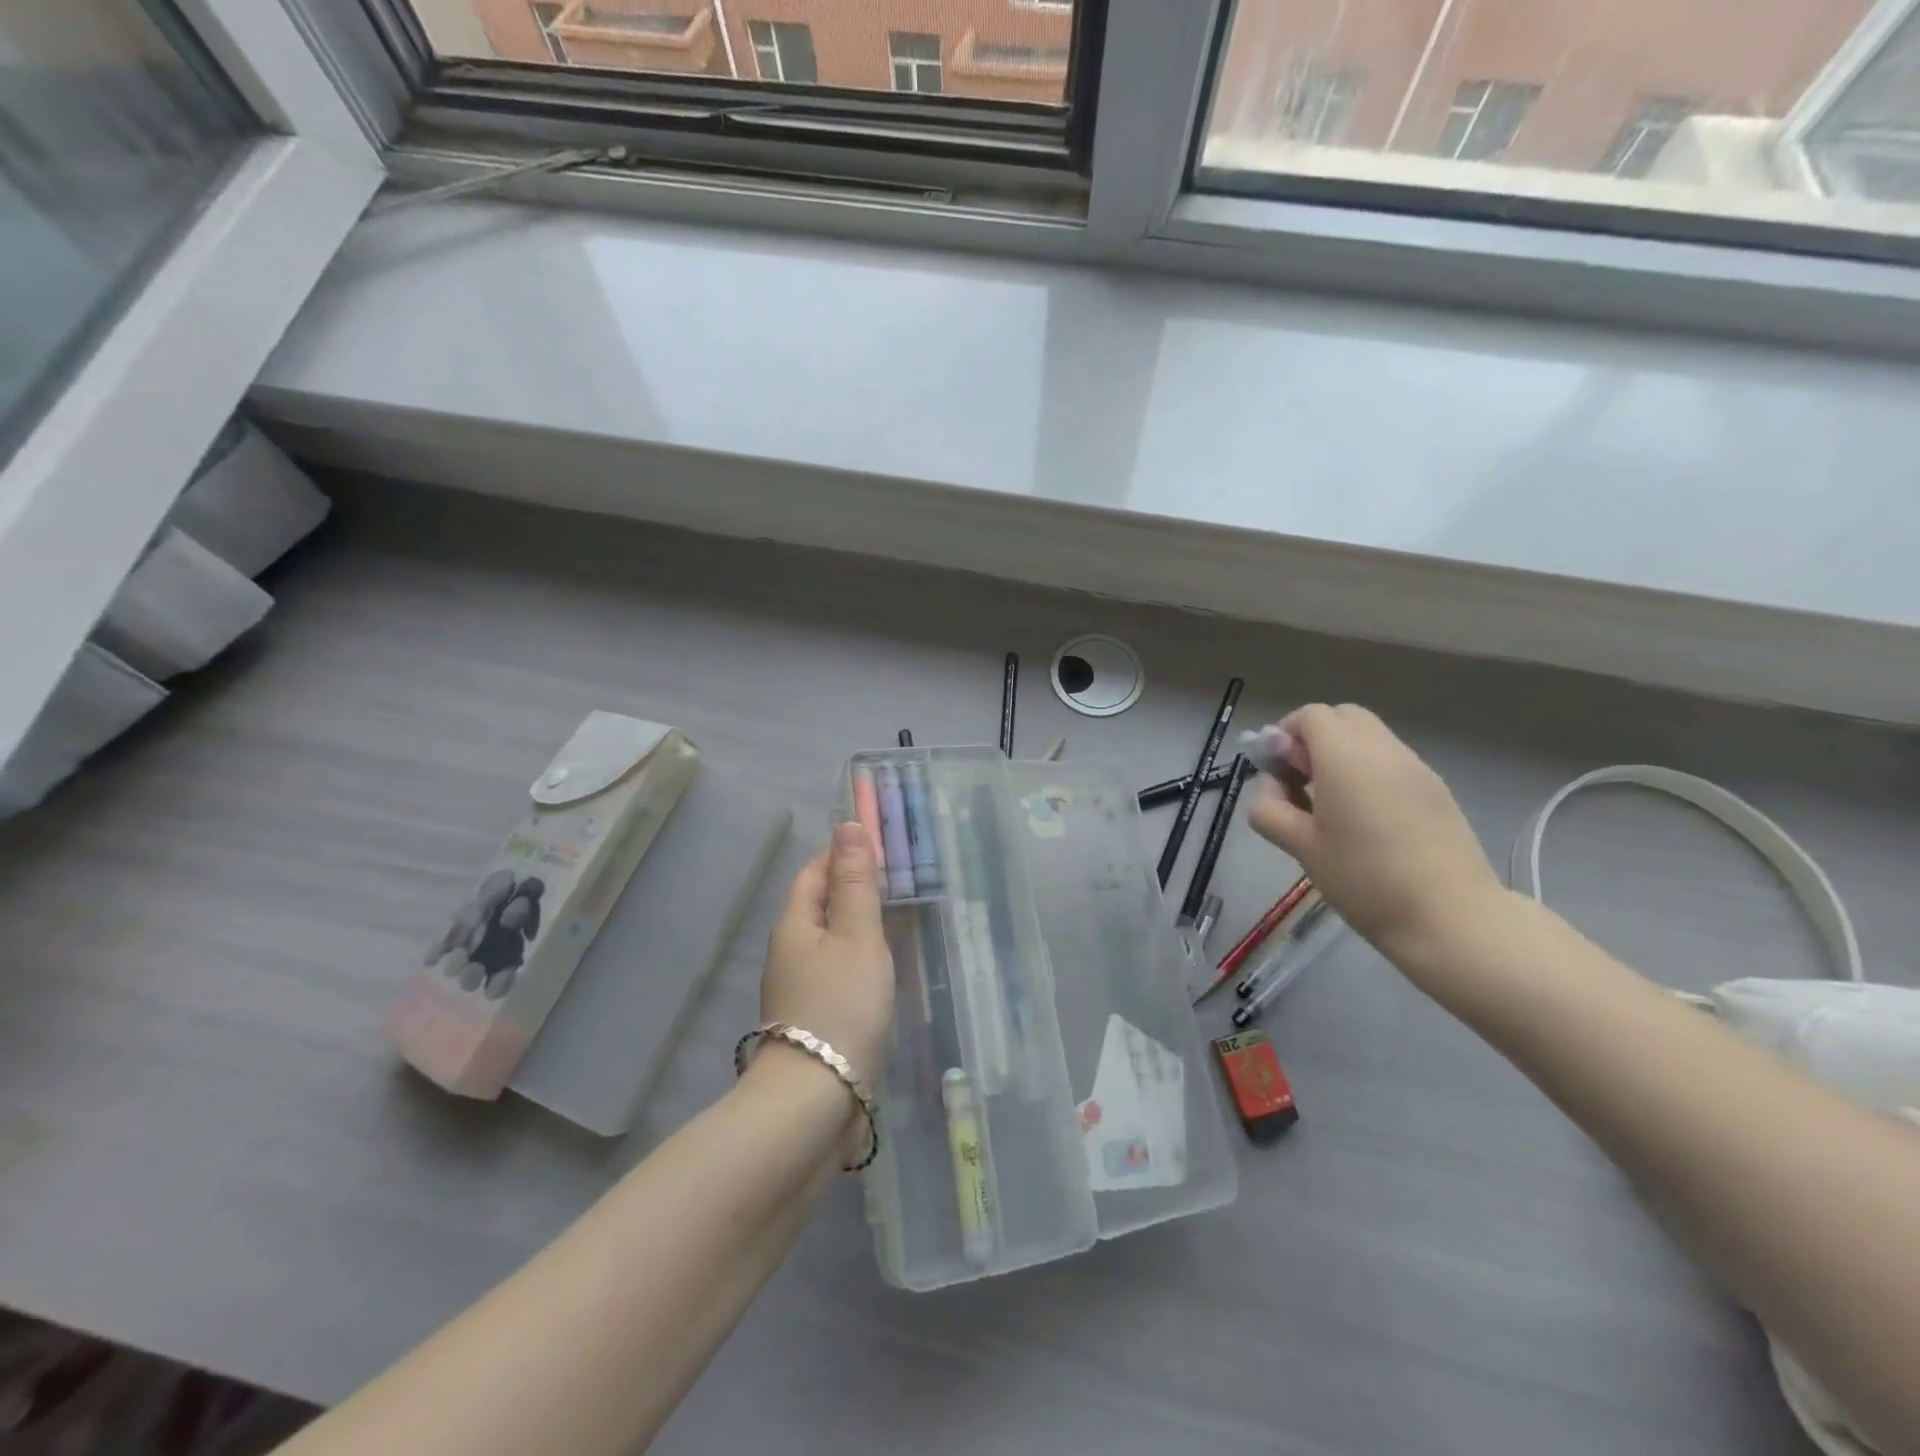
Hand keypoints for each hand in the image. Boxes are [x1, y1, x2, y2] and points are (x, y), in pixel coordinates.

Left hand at [760, 822, 895, 1086]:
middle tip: (896, 885)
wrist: (816, 1101)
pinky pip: (833, 974)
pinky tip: (878, 973)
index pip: (813, 872)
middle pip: (817, 906)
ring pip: (826, 942)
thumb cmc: (841, 1006)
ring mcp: (795, 990)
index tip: (878, 849)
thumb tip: (847, 824)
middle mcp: (787, 952)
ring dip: (854, 927)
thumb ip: (856, 883)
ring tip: (894, 924)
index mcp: (794, 925)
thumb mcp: (857, 936)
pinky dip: (855, 962)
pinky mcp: (809, 1021)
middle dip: (850, 890)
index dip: (841, 855)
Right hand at [1245, 704, 1504, 955]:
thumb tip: (1271, 788)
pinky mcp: (1437, 790)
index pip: (1310, 716)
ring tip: (1332, 806)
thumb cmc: (1364, 879)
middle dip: (1315, 739)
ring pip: (1370, 738)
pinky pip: (1392, 763)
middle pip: (1343, 717)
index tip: (1277, 772)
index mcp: (1345, 757)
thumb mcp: (1300, 847)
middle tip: (1302, 782)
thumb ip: (1271, 809)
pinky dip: (1370, 773)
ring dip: (1343, 756)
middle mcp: (1383, 750)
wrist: (1449, 917)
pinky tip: (1366, 820)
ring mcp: (1416, 768)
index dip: (1284, 735)